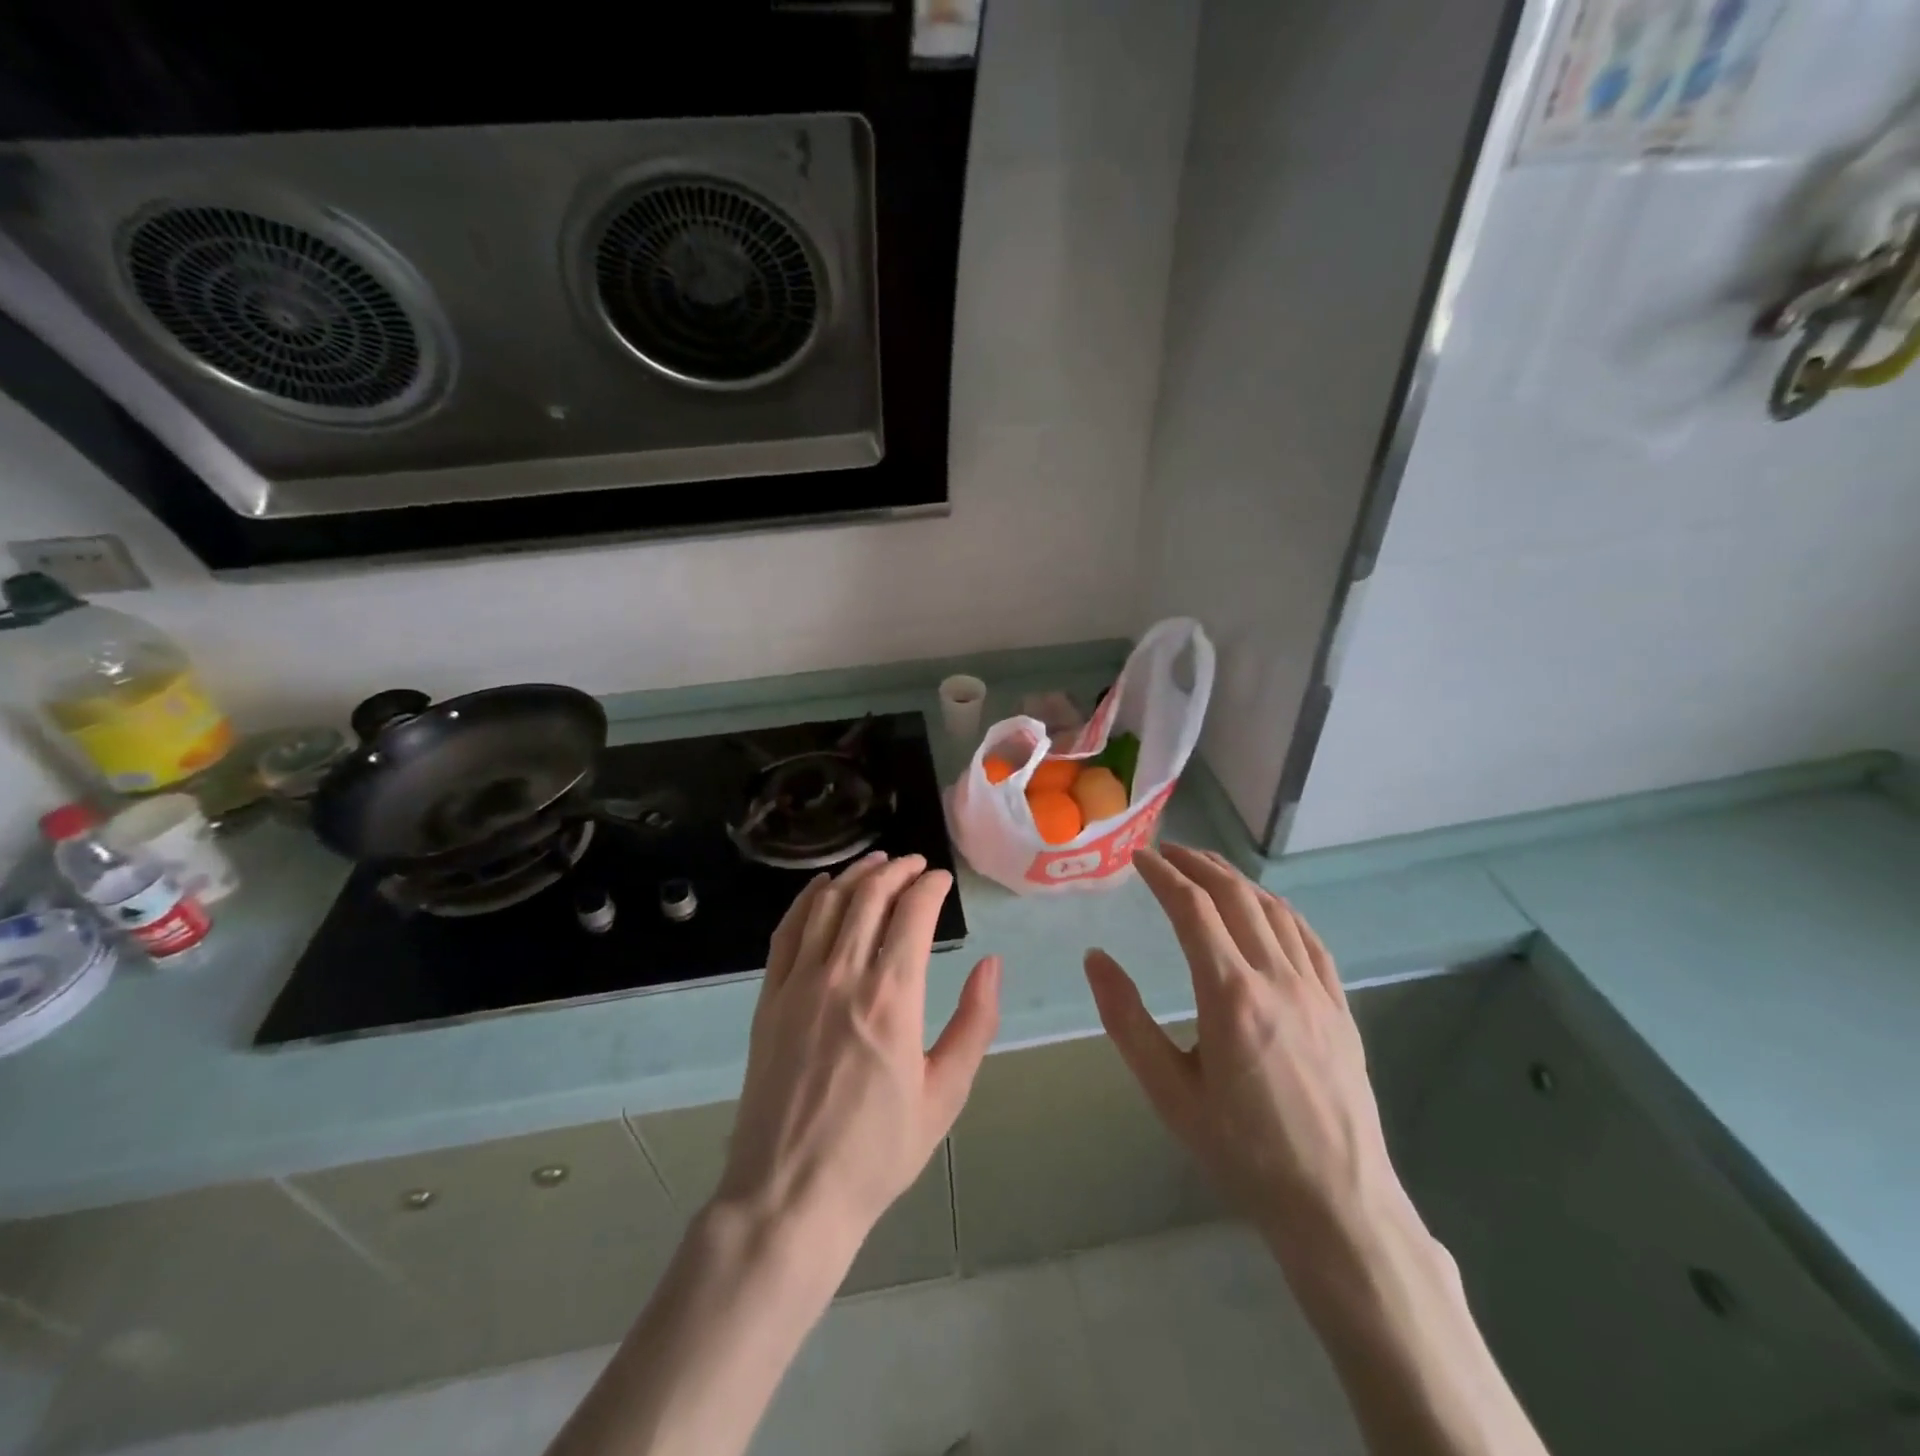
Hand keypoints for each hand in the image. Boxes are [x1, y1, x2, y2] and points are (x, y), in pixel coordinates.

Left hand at [716, 852, 1001, 1262]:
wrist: (790, 1194)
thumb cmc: (877, 1151)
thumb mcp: (945, 1095)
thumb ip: (974, 1023)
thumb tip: (992, 964)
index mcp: (892, 998)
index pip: (913, 913)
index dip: (931, 886)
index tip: (943, 880)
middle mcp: (843, 975)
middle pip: (870, 896)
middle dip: (898, 870)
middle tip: (916, 865)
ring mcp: (799, 983)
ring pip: (828, 904)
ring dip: (856, 875)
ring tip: (877, 863)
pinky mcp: (769, 997)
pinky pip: (787, 930)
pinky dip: (807, 899)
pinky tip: (822, 887)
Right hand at [1084, 844, 1412, 1275]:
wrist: (1336, 1203)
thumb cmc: (1242, 1150)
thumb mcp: (1168, 1091)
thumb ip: (1126, 1020)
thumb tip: (1095, 958)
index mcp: (1230, 995)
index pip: (1192, 909)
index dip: (1163, 875)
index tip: (1139, 857)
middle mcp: (1276, 978)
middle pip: (1235, 896)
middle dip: (1197, 865)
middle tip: (1167, 851)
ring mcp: (1316, 989)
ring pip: (1274, 910)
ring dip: (1236, 879)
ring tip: (1207, 867)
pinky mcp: (1339, 1006)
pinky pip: (1308, 938)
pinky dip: (1279, 908)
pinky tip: (1266, 906)